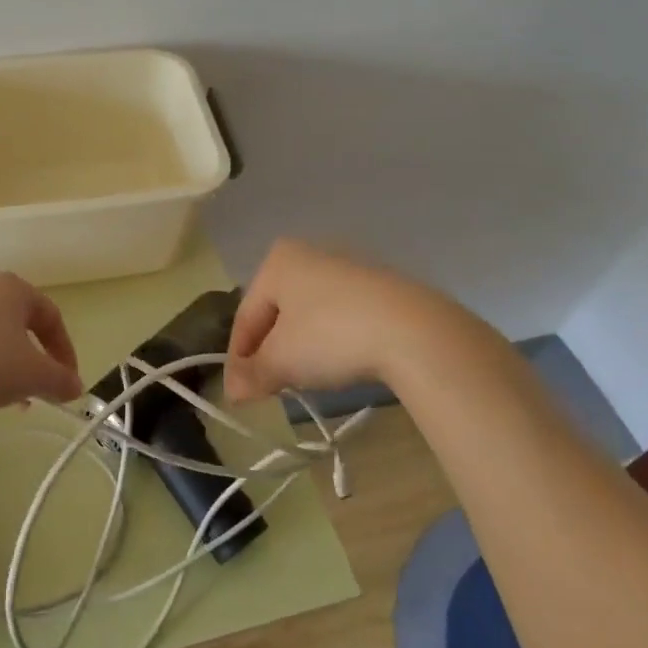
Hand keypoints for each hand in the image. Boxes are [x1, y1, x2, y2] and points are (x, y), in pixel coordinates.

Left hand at [0, 273, 83, 418]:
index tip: (68, 383)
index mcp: (13, 287)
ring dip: (7, 365)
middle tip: (39, 390)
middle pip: (20, 324)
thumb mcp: (32, 376)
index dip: (65, 352)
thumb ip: (60, 380)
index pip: (51, 316)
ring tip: (8, 399)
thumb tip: (76, 387)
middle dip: (34, 360)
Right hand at [225, 239, 494, 399]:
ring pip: (309, 315)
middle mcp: (309, 254)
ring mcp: (348, 268)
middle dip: (270, 352)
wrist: (414, 331)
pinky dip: (332, 341)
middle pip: (277, 313)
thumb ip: (252, 374)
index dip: (239, 358)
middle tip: (269, 388)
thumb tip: (232, 391)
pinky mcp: (379, 288)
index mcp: (278, 261)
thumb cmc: (332, 335)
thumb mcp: (282, 360)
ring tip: (304, 380)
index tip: (239, 393)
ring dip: (301, 349)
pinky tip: (340, 364)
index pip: (246, 316)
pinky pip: (340, 317)